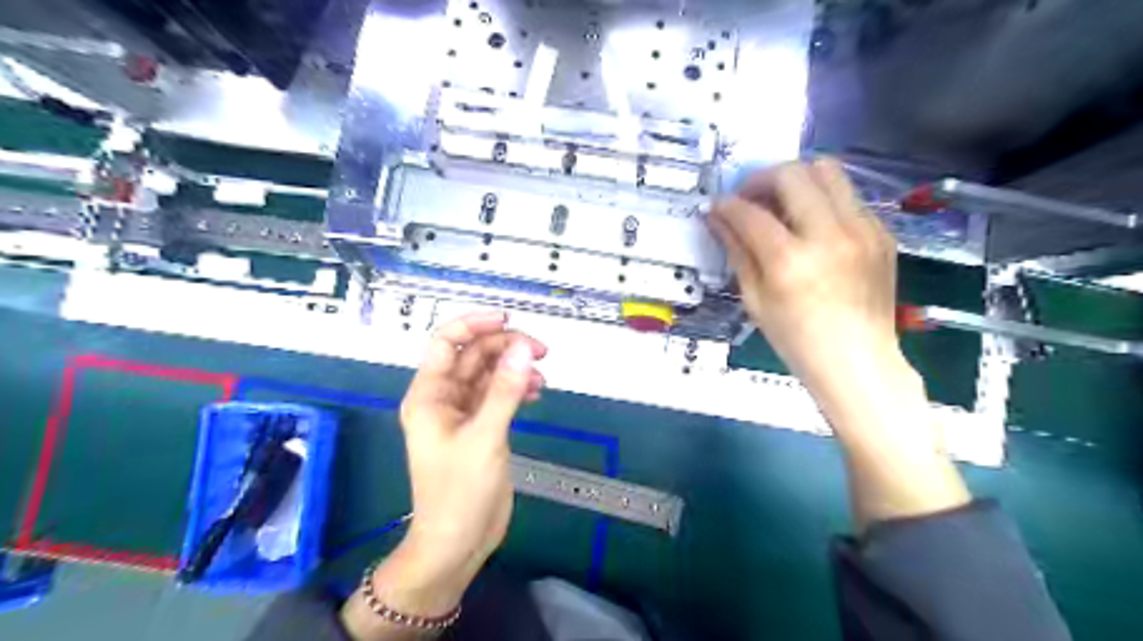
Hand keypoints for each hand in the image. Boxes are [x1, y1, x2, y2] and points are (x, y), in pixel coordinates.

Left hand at [342, 311, 546, 634]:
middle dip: (506, 347)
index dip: (474, 324)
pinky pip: (499, 394)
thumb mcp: (484, 437)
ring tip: (542, 375)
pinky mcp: (482, 426)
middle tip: (540, 351)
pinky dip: (518, 388)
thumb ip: (505, 390)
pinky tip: (537, 392)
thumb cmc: (459, 492)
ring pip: (490, 374)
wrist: (457, 542)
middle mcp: (444, 398)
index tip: (508, 319)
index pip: (446, 342)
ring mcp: (464, 412)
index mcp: (430, 395)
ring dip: (515, 368)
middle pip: (474, 355)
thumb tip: (524, 348)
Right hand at [706, 157, 901, 392]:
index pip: (750, 213)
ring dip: (796, 179)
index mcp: (790, 261)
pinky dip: (822, 201)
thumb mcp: (755, 300)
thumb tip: (717, 218)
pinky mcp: (882, 232)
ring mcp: (863, 230)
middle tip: (750, 198)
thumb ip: (737, 251)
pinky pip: (848, 197)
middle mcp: (830, 235)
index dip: (727, 205)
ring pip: (828, 171)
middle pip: (793, 173)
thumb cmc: (798, 341)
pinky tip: (812, 227)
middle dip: (762, 178)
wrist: (859, 363)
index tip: (717, 206)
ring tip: (781, 203)